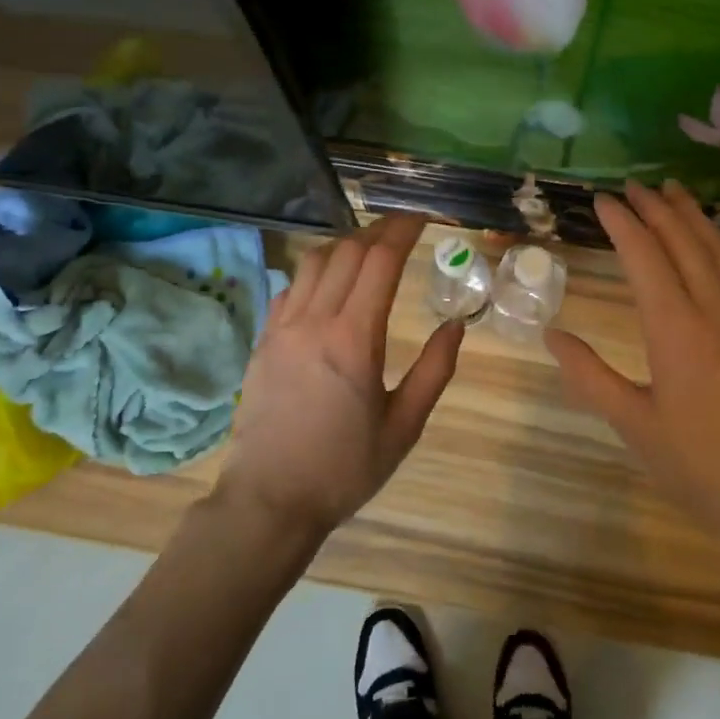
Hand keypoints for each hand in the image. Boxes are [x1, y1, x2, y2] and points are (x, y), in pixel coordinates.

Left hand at [223, 215, 464, 538]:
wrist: (270, 500)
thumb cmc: (344, 469)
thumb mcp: (404, 427)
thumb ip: (434, 371)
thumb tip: (456, 325)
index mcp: (354, 340)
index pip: (379, 262)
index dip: (403, 231)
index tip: (423, 218)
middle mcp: (314, 321)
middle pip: (347, 251)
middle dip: (378, 231)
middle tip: (404, 231)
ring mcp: (282, 328)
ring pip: (314, 262)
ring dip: (346, 246)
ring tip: (370, 251)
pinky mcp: (263, 341)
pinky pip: (290, 287)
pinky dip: (316, 272)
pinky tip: (330, 285)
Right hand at [545, 181, 719, 577]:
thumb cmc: (702, 467)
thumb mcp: (634, 426)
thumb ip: (589, 376)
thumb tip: (551, 336)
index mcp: (677, 329)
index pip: (645, 257)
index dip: (623, 223)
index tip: (603, 199)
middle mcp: (718, 311)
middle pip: (686, 242)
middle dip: (658, 209)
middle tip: (636, 185)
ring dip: (696, 218)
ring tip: (676, 193)